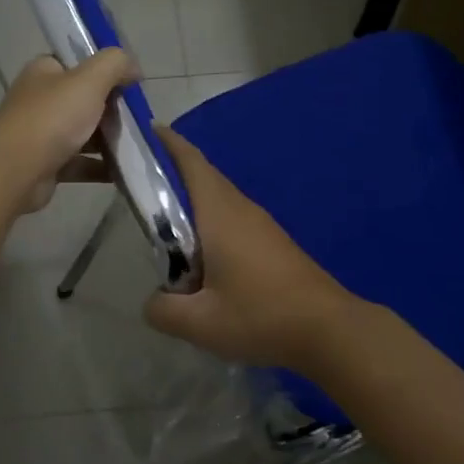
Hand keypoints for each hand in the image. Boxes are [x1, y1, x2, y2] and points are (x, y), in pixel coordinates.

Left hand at [0, 50, 139, 212]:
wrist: (15, 171)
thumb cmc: (52, 118)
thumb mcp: (89, 80)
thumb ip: (115, 64)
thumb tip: (134, 67)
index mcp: (45, 72)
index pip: (78, 63)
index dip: (105, 71)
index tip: (131, 85)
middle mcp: (40, 100)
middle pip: (84, 100)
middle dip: (112, 109)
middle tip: (139, 119)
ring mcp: (42, 134)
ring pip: (83, 133)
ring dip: (109, 140)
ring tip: (139, 146)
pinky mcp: (47, 165)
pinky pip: (80, 163)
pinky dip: (101, 167)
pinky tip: (124, 172)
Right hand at [142, 124, 361, 372]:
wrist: (329, 330)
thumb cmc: (261, 316)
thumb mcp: (199, 323)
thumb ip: (163, 309)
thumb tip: (154, 301)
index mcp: (219, 212)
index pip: (189, 161)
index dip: (163, 142)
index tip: (139, 134)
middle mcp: (240, 208)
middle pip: (200, 176)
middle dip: (168, 172)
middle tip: (134, 183)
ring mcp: (260, 224)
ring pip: (216, 199)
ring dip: (187, 201)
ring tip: (157, 222)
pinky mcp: (271, 242)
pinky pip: (230, 218)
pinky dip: (206, 222)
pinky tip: (196, 254)